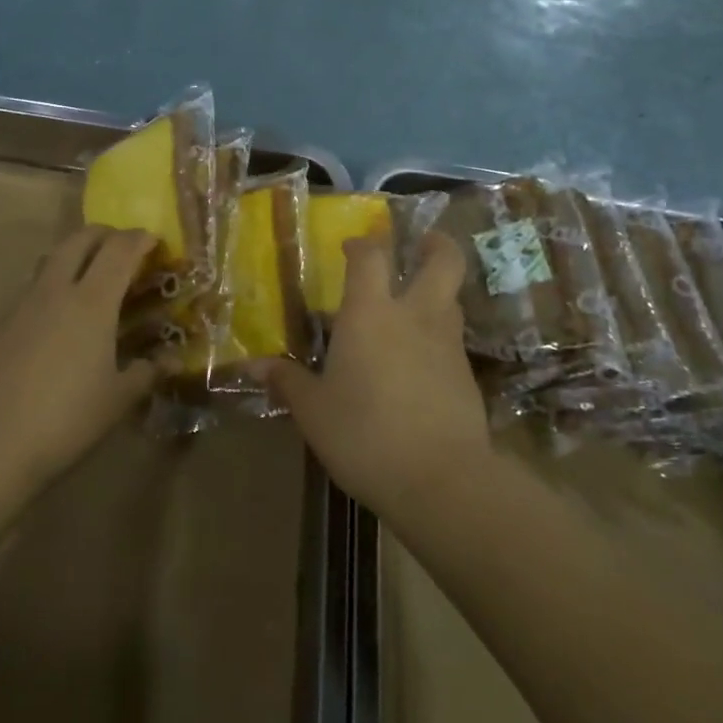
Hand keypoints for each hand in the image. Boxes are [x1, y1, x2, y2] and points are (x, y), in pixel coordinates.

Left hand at [0, 226, 158, 490]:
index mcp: (92, 302)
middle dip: (104, 234)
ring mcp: (21, 307)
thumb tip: (171, 360)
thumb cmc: (64, 420)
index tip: (155, 241)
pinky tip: (57, 326)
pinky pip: (31, 293)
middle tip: (122, 248)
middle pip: (79, 239)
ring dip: (73, 257)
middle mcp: (56, 292)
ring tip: (90, 281)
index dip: (139, 239)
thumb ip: (146, 373)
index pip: (119, 250)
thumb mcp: (116, 401)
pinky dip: (51, 292)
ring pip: (50, 261)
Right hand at [266, 231, 489, 516]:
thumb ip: (288, 382)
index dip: (362, 244)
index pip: (371, 256)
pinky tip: (423, 361)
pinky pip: (453, 340)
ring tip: (417, 303)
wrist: (441, 479)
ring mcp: (447, 344)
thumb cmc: (364, 435)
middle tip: (423, 243)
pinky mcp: (467, 375)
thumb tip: (254, 367)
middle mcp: (414, 315)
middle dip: (436, 245)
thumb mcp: (314, 412)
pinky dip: (440, 337)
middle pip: (443, 261)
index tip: (352, 246)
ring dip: (439, 290)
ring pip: (452, 299)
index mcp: (371, 313)